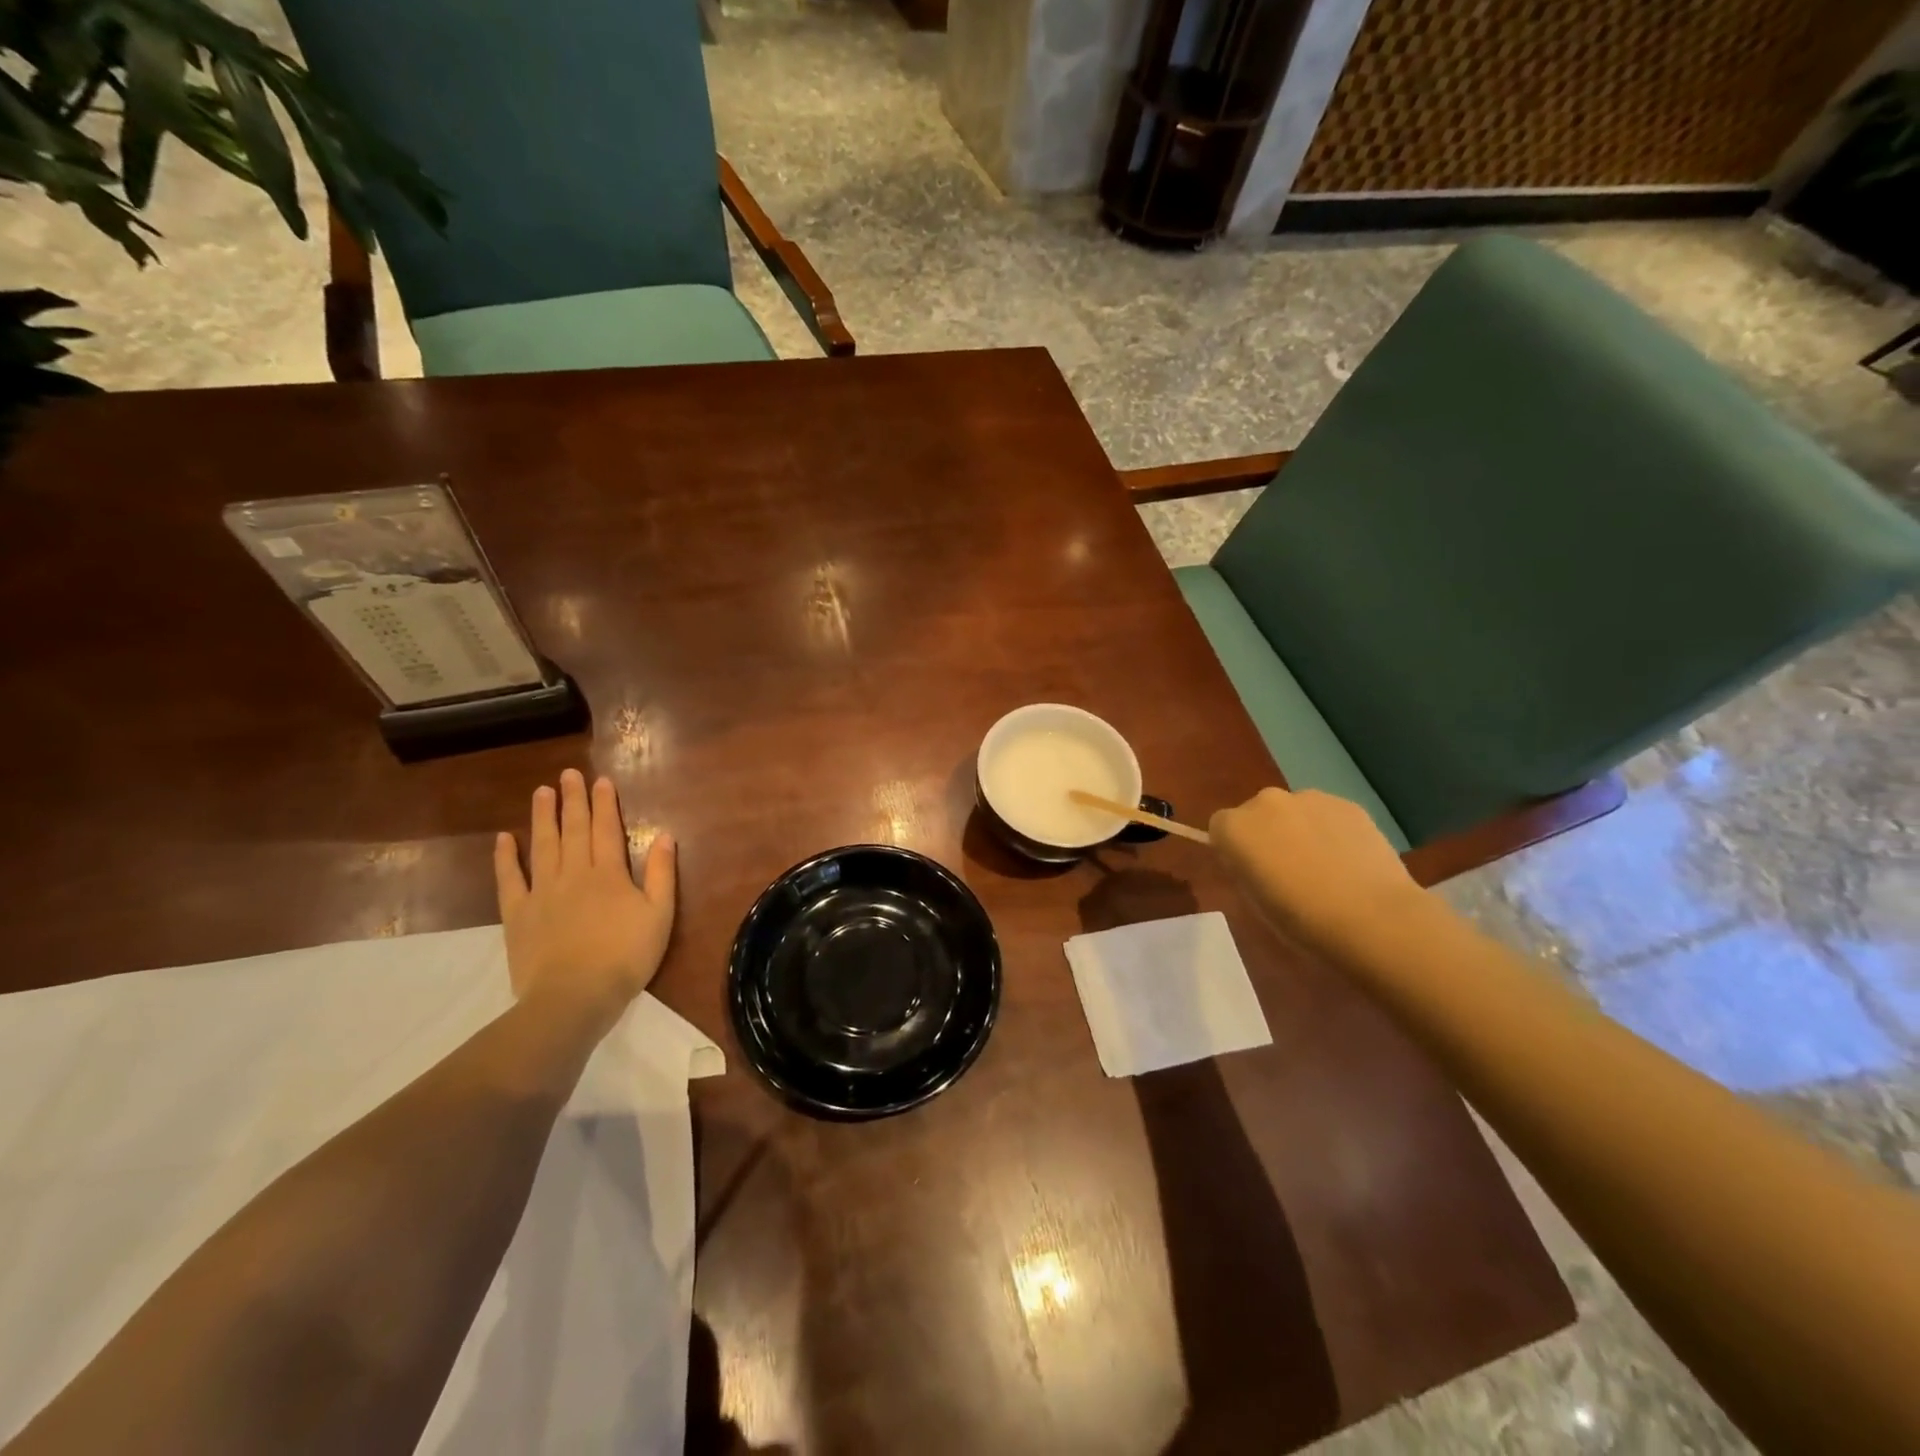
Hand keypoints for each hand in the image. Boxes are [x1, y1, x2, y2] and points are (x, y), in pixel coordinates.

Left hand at [494, 769, 676, 1034]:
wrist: (574, 997)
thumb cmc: (626, 957)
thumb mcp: (660, 915)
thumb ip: (663, 874)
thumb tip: (665, 835)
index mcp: (610, 874)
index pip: (606, 830)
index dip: (605, 804)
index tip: (601, 781)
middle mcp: (574, 874)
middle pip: (573, 830)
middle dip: (572, 800)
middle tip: (568, 774)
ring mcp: (542, 892)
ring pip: (542, 845)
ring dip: (542, 817)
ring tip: (541, 792)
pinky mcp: (518, 914)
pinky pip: (510, 879)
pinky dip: (506, 857)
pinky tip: (504, 838)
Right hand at [1209, 787, 1418, 956]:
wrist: (1373, 918)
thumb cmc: (1301, 920)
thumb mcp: (1255, 901)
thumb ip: (1247, 870)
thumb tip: (1256, 861)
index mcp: (1235, 827)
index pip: (1220, 828)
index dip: (1235, 850)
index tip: (1251, 874)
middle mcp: (1266, 802)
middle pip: (1257, 813)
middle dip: (1267, 835)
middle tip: (1288, 871)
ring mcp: (1310, 798)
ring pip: (1294, 812)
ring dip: (1300, 831)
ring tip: (1326, 869)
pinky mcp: (1348, 804)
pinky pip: (1328, 815)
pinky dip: (1332, 832)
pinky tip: (1351, 864)